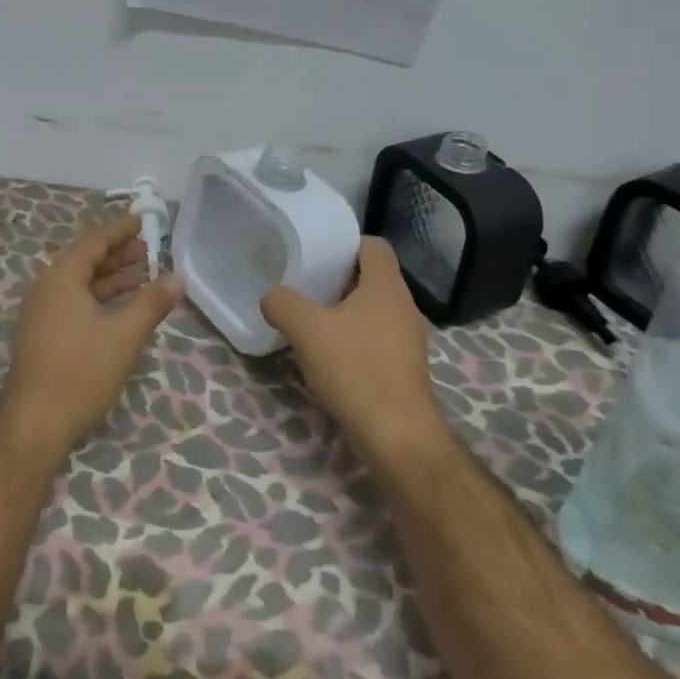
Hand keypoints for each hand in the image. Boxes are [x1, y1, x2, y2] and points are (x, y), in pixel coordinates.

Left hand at [0, 213, 184, 465]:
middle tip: (147, 249)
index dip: (119, 230)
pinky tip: (118, 309)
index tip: (142, 221)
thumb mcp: (124, 336)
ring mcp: (40, 314)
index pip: (93, 242)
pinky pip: (71, 302)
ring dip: (108, 277)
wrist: (34, 424)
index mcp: (61, 279)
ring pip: (78, 284)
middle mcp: (45, 289)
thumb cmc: (80, 373)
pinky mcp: (41, 335)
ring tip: (140, 276)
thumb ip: (151, 303)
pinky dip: (96, 298)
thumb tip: (177, 277)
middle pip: (83, 260)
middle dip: (116, 253)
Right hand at [261, 237, 436, 458]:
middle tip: (304, 286)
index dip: (346, 244)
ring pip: (372, 310)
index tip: (316, 254)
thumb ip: (282, 303)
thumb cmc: (355, 369)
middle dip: (338, 279)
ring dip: (343, 311)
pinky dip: (353, 339)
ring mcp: (408, 340)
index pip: (374, 245)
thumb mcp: (306, 329)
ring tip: (311, 320)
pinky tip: (328, 355)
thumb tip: (272, 297)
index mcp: (387, 287)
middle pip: (371, 278)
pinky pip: (375, 339)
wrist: (396, 434)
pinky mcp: (403, 368)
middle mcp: (404, 307)